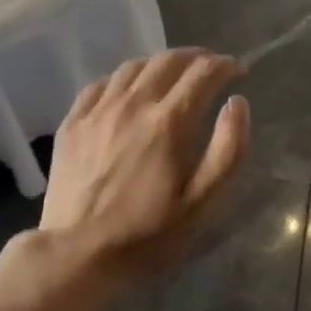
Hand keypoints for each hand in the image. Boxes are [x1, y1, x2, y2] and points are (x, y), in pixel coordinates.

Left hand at [40, 49, 249, 281]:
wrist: (79, 254)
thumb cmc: (149, 234)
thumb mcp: (203, 202)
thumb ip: (228, 149)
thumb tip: (237, 102)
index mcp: (168, 122)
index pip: (203, 73)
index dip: (225, 65)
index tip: (237, 71)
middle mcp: (132, 104)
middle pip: (168, 60)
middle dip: (196, 57)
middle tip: (210, 67)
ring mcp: (97, 111)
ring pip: (132, 67)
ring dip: (160, 64)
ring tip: (173, 76)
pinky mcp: (72, 123)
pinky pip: (100, 84)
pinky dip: (123, 79)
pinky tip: (128, 92)